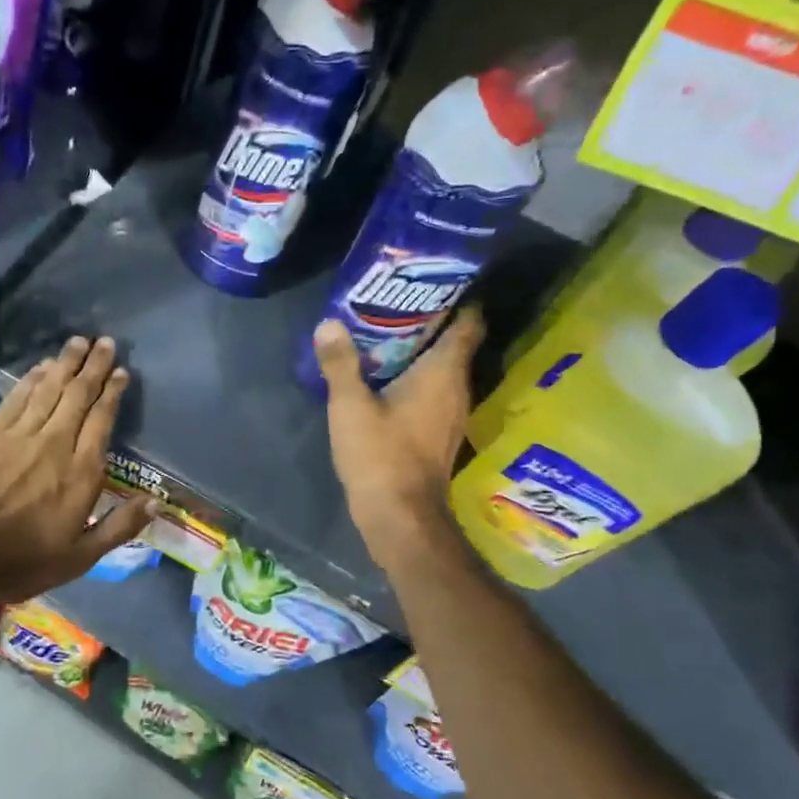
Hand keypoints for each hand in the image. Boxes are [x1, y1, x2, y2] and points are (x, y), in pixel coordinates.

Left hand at [0, 336, 154, 603]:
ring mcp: (20, 434)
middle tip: (104, 342)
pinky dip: (33, 378)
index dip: (112, 392)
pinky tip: (41, 367)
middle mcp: (55, 443)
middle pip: (78, 395)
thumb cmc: (22, 561)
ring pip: (49, 388)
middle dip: (93, 366)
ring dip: (65, 363)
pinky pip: (17, 396)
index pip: (102, 420)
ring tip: (78, 342)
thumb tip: (155, 501)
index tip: (121, 372)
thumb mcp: (80, 557)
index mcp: (82, 472)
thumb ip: (119, 527)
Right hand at [312, 307, 484, 578]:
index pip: (469, 323)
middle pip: (454, 343)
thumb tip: (329, 323)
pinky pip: (433, 391)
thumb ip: (340, 364)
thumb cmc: (380, 456)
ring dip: (421, 351)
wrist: (400, 516)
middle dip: (430, 320)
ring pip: (442, 369)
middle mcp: (456, 389)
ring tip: (385, 334)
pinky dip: (416, 378)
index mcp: (443, 373)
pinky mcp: (438, 433)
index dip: (459, 298)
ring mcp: (451, 414)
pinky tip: (386, 377)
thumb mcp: (350, 406)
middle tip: (394, 302)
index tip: (434, 281)